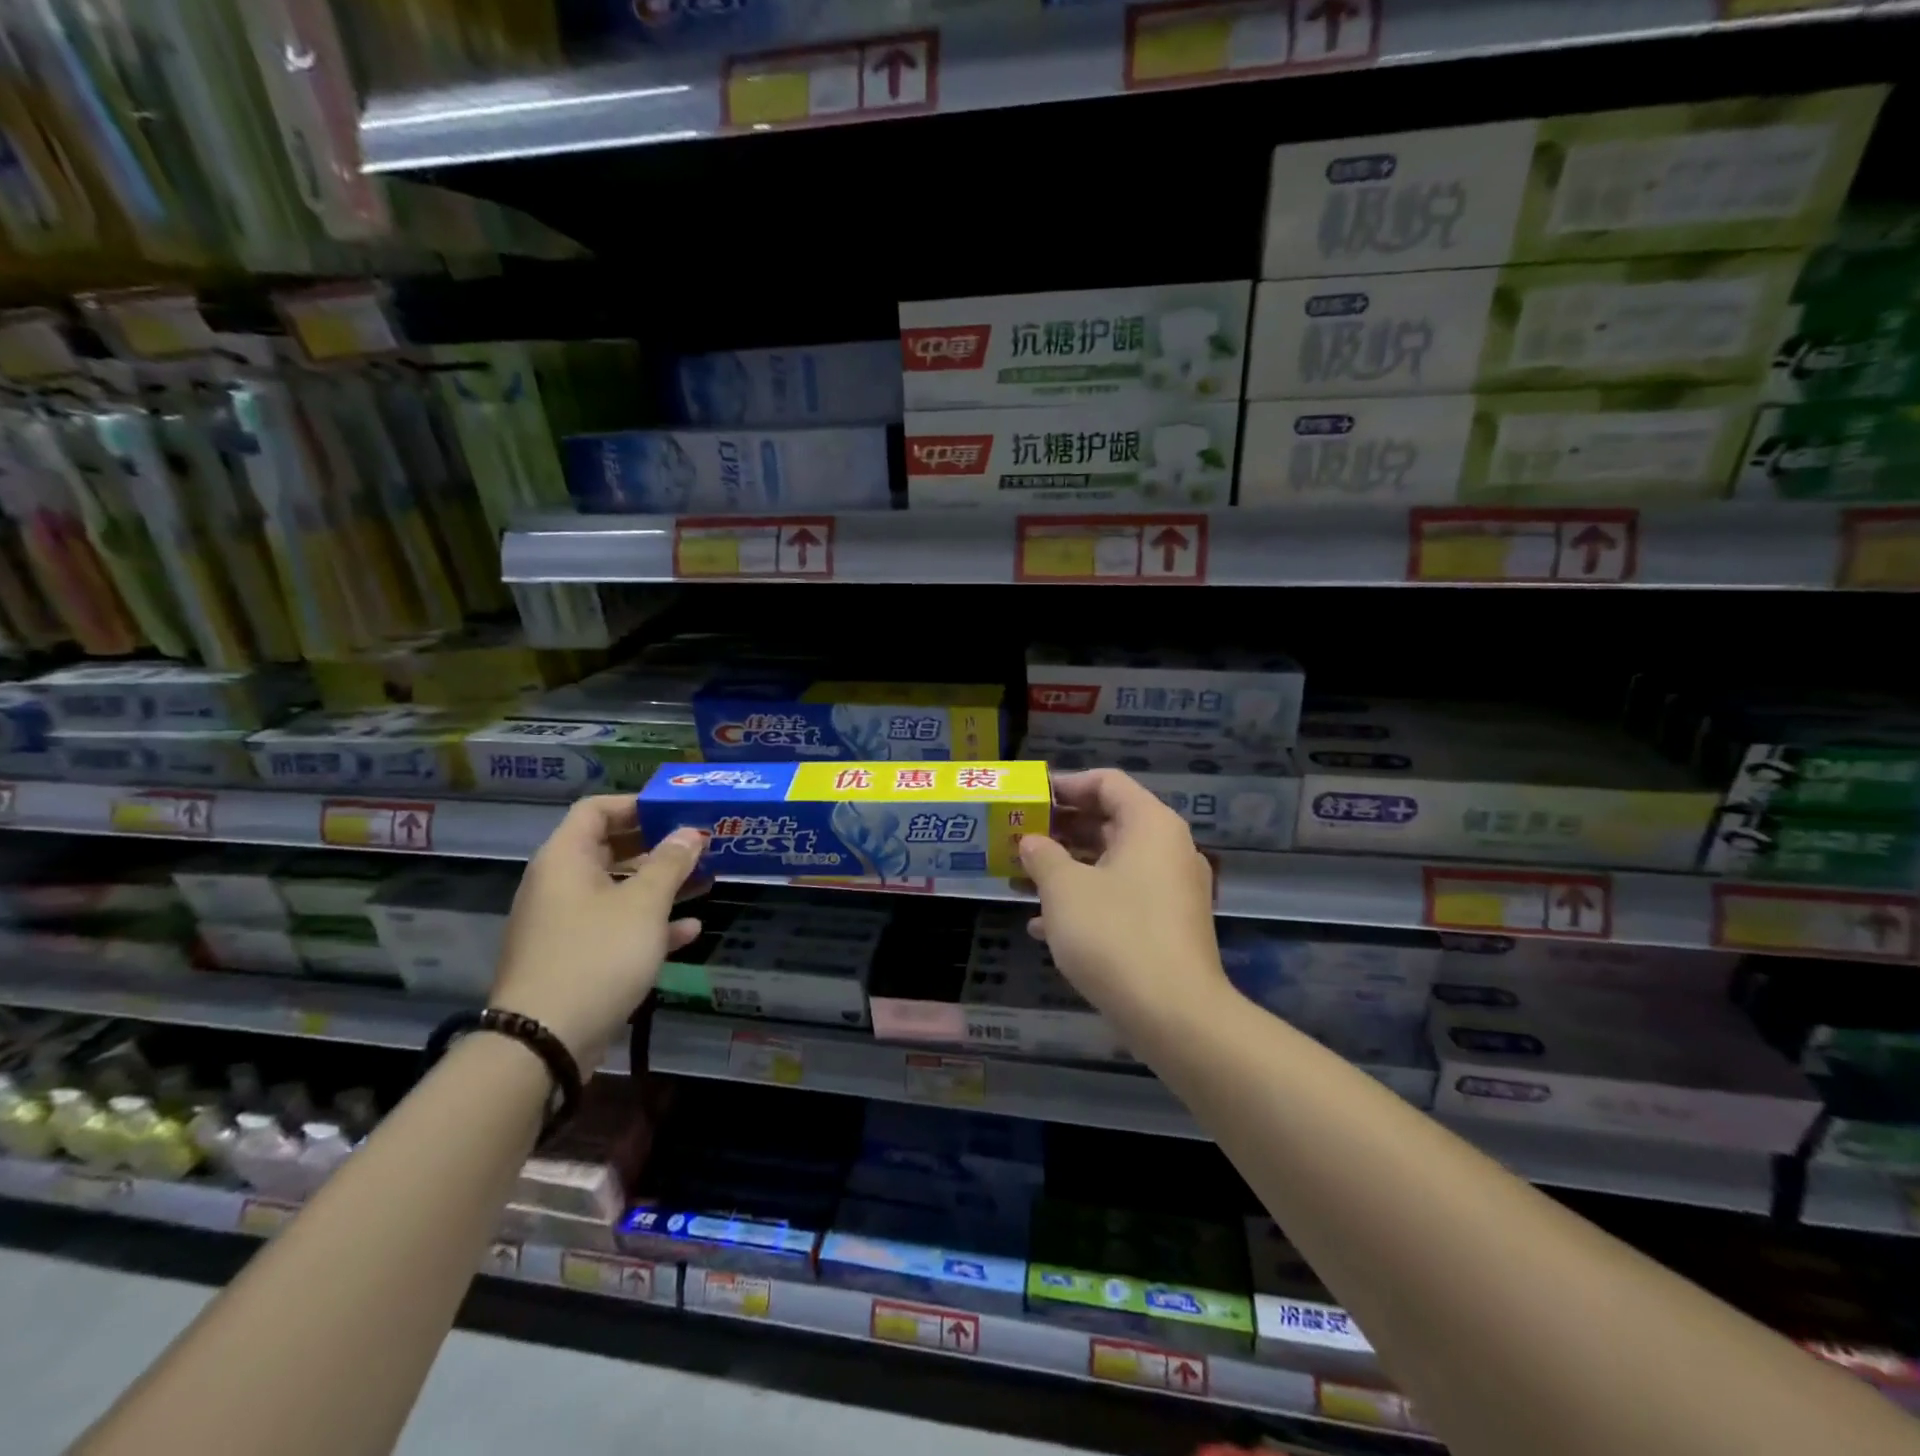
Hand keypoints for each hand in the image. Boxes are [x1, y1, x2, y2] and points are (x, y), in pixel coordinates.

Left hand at [490, 796, 707, 1067]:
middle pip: (611, 848)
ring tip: (706, 882)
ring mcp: (565, 924)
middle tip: (701, 846)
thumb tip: (690, 833)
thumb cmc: (597, 955)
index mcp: (566, 859)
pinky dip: (650, 925)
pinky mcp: (574, 958)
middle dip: (659, 846)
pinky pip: (616, 928)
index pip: (597, 810)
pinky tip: (689, 930)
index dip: (638, 804)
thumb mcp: (644, 904)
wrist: (544, 1041)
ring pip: (619, 890)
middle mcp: (560, 885)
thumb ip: (670, 863)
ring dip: (661, 885)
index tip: (678, 811)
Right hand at [1018, 769, 1229, 1027]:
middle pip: (1109, 822)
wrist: (1174, 1015)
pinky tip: (1043, 926)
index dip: (1065, 785)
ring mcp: (1172, 889)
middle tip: (1020, 838)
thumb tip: (1031, 842)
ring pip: (1112, 864)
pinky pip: (1122, 897)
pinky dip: (1086, 901)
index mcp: (1150, 825)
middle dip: (1060, 831)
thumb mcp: (1064, 889)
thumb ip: (1042, 856)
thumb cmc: (1115, 934)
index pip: (1107, 782)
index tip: (1030, 799)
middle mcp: (1167, 849)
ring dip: (1066, 869)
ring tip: (1021, 880)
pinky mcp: (1168, 926)